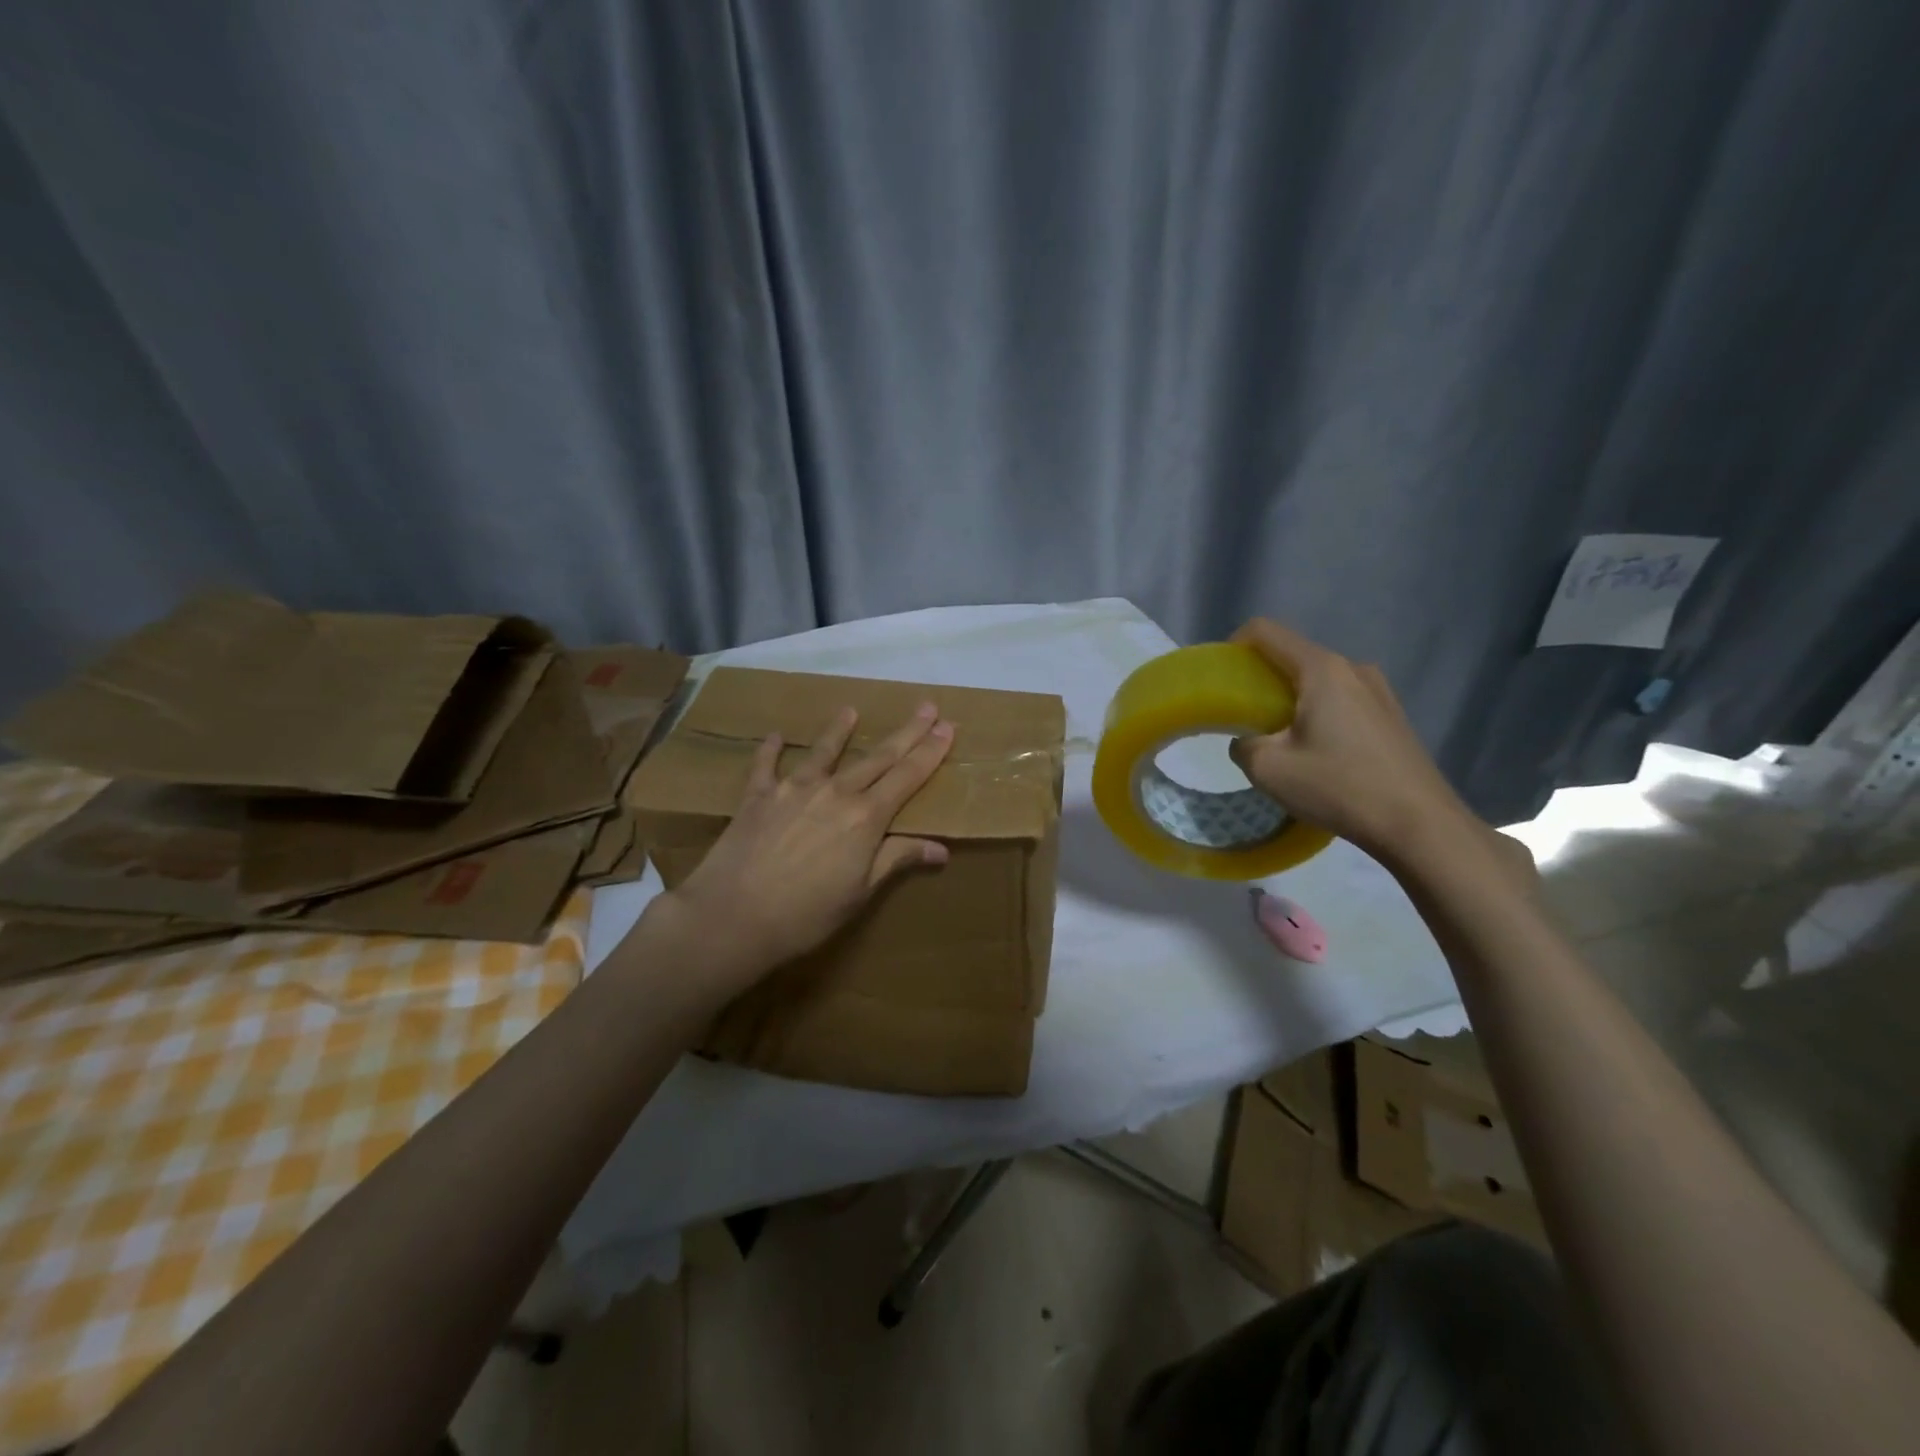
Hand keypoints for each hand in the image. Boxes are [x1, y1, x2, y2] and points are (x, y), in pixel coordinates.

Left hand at [659, 701, 954, 987]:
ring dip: (840, 729)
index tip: (947, 727)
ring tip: (851, 709)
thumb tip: (941, 848)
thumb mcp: (860, 893)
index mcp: (865, 818)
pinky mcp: (758, 796)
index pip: (907, 777)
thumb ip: (897, 860)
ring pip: (824, 751)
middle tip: (926, 707)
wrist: (733, 916)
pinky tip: (776, 735)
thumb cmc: (806, 914)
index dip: (929, 752)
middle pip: (877, 757)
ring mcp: (793, 789)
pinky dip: (771, 748)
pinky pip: (766, 765)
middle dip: (905, 732)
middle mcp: (835, 792)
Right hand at [1228, 619, 1479, 863]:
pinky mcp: (1392, 716)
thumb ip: (1244, 745)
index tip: (1219, 679)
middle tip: (1242, 718)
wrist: (1420, 825)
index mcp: (1322, 670)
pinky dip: (1317, 714)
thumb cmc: (1339, 787)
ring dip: (1290, 700)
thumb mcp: (1269, 770)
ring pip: (1318, 681)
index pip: (1266, 632)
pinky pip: (1342, 700)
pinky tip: (1316, 753)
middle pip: (1293, 657)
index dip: (1233, 646)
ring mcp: (1379, 692)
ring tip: (1279, 740)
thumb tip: (1249, 741)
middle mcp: (1353, 669)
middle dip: (1260, 679)